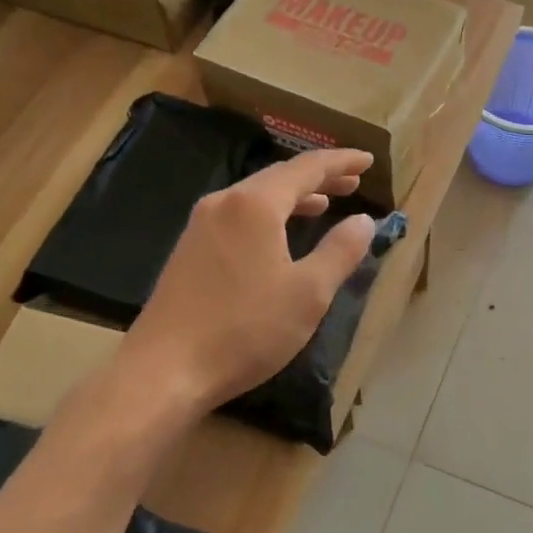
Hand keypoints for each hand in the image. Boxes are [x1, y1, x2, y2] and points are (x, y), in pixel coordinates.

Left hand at [123, 149, 376, 412]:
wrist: (164, 372)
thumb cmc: (245, 329)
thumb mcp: (308, 293)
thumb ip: (340, 251)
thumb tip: (364, 220)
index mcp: (254, 204)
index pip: (306, 168)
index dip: (340, 162)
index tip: (369, 160)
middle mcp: (223, 203)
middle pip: (278, 177)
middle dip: (319, 177)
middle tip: (353, 181)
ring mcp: (200, 227)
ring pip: (256, 198)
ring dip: (294, 197)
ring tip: (324, 203)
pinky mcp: (189, 252)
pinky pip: (239, 217)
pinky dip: (270, 216)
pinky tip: (279, 236)